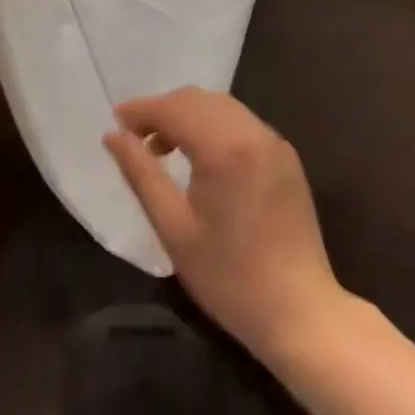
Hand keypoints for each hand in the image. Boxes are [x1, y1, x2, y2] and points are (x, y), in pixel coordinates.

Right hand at [105, 87, 344, 359]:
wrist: (301, 315)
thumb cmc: (229, 278)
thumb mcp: (174, 228)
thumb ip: (141, 173)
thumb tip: (112, 136)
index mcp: (224, 146)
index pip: (174, 108)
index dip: (141, 110)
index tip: (116, 122)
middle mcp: (252, 131)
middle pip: (197, 99)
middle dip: (163, 110)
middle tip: (136, 138)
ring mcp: (273, 141)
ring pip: (220, 107)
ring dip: (188, 116)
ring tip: (163, 149)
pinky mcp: (285, 156)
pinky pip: (241, 123)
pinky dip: (213, 126)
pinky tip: (201, 158)